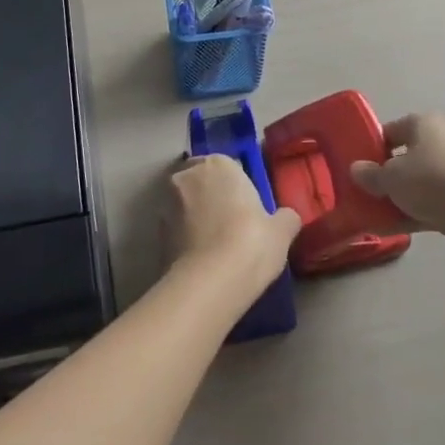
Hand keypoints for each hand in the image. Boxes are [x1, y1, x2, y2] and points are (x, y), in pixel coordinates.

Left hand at [166, 154, 300, 293]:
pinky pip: (175, 228)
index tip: (245, 207)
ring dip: (195, 216)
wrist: (211, 281)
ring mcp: (167, 202)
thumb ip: (285, 218)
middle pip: (201, 180)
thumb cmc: (251, 242)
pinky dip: (184, 237)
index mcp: (219, 163)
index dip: (236, 187)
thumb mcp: (282, 231)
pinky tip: (200, 258)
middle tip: (229, 224)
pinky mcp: (156, 231)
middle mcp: (188, 175)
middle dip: (211, 196)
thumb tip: (287, 217)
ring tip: (214, 245)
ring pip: (184, 203)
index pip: (227, 166)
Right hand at [351, 113, 444, 259]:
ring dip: (393, 199)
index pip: (389, 131)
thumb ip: (370, 174)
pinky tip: (386, 229)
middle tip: (360, 192)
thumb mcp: (391, 177)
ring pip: (413, 184)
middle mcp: (438, 143)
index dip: (370, 147)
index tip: (356, 167)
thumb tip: (356, 170)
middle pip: (401, 159)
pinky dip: (408, 214)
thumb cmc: (432, 181)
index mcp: (422, 124)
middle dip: (382, 177)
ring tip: (368, 215)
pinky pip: (426, 204)